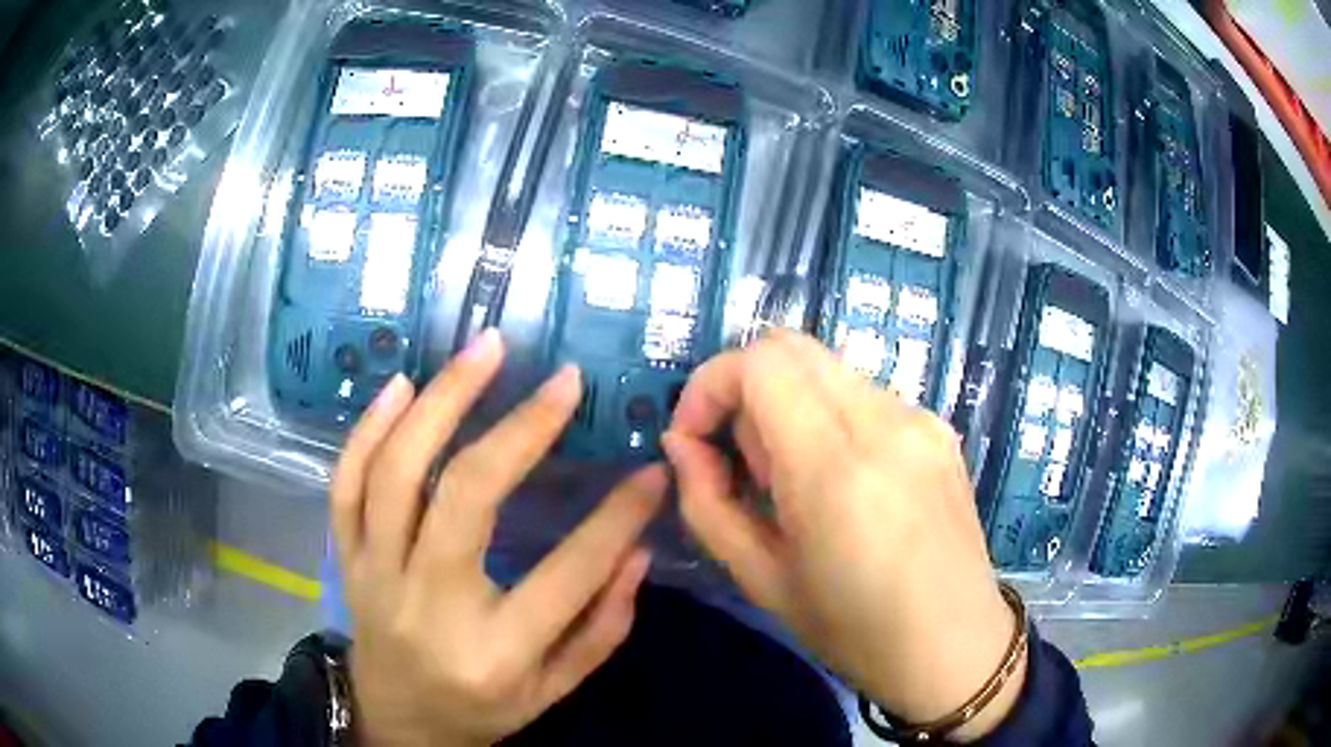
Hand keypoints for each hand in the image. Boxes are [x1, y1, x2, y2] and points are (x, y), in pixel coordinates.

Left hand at [331, 330, 665, 746]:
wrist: (397, 722)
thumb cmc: (483, 710)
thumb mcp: (555, 689)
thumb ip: (602, 626)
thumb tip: (637, 547)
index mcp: (493, 652)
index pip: (567, 572)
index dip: (617, 516)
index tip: (649, 470)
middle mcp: (427, 605)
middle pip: (465, 497)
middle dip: (520, 429)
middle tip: (562, 379)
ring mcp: (375, 575)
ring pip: (396, 473)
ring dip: (440, 402)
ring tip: (484, 350)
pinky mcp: (346, 558)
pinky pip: (345, 484)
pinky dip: (369, 430)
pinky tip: (403, 387)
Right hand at [663, 330, 1022, 741]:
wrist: (956, 646)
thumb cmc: (854, 631)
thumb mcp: (762, 580)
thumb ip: (708, 503)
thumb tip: (681, 443)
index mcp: (835, 468)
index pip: (760, 362)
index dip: (710, 384)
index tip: (694, 436)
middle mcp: (885, 422)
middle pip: (791, 346)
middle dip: (744, 386)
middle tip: (740, 457)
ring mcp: (920, 418)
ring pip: (827, 367)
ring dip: (788, 402)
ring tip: (793, 478)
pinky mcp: (940, 427)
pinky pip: (864, 393)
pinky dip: (830, 415)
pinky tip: (843, 480)